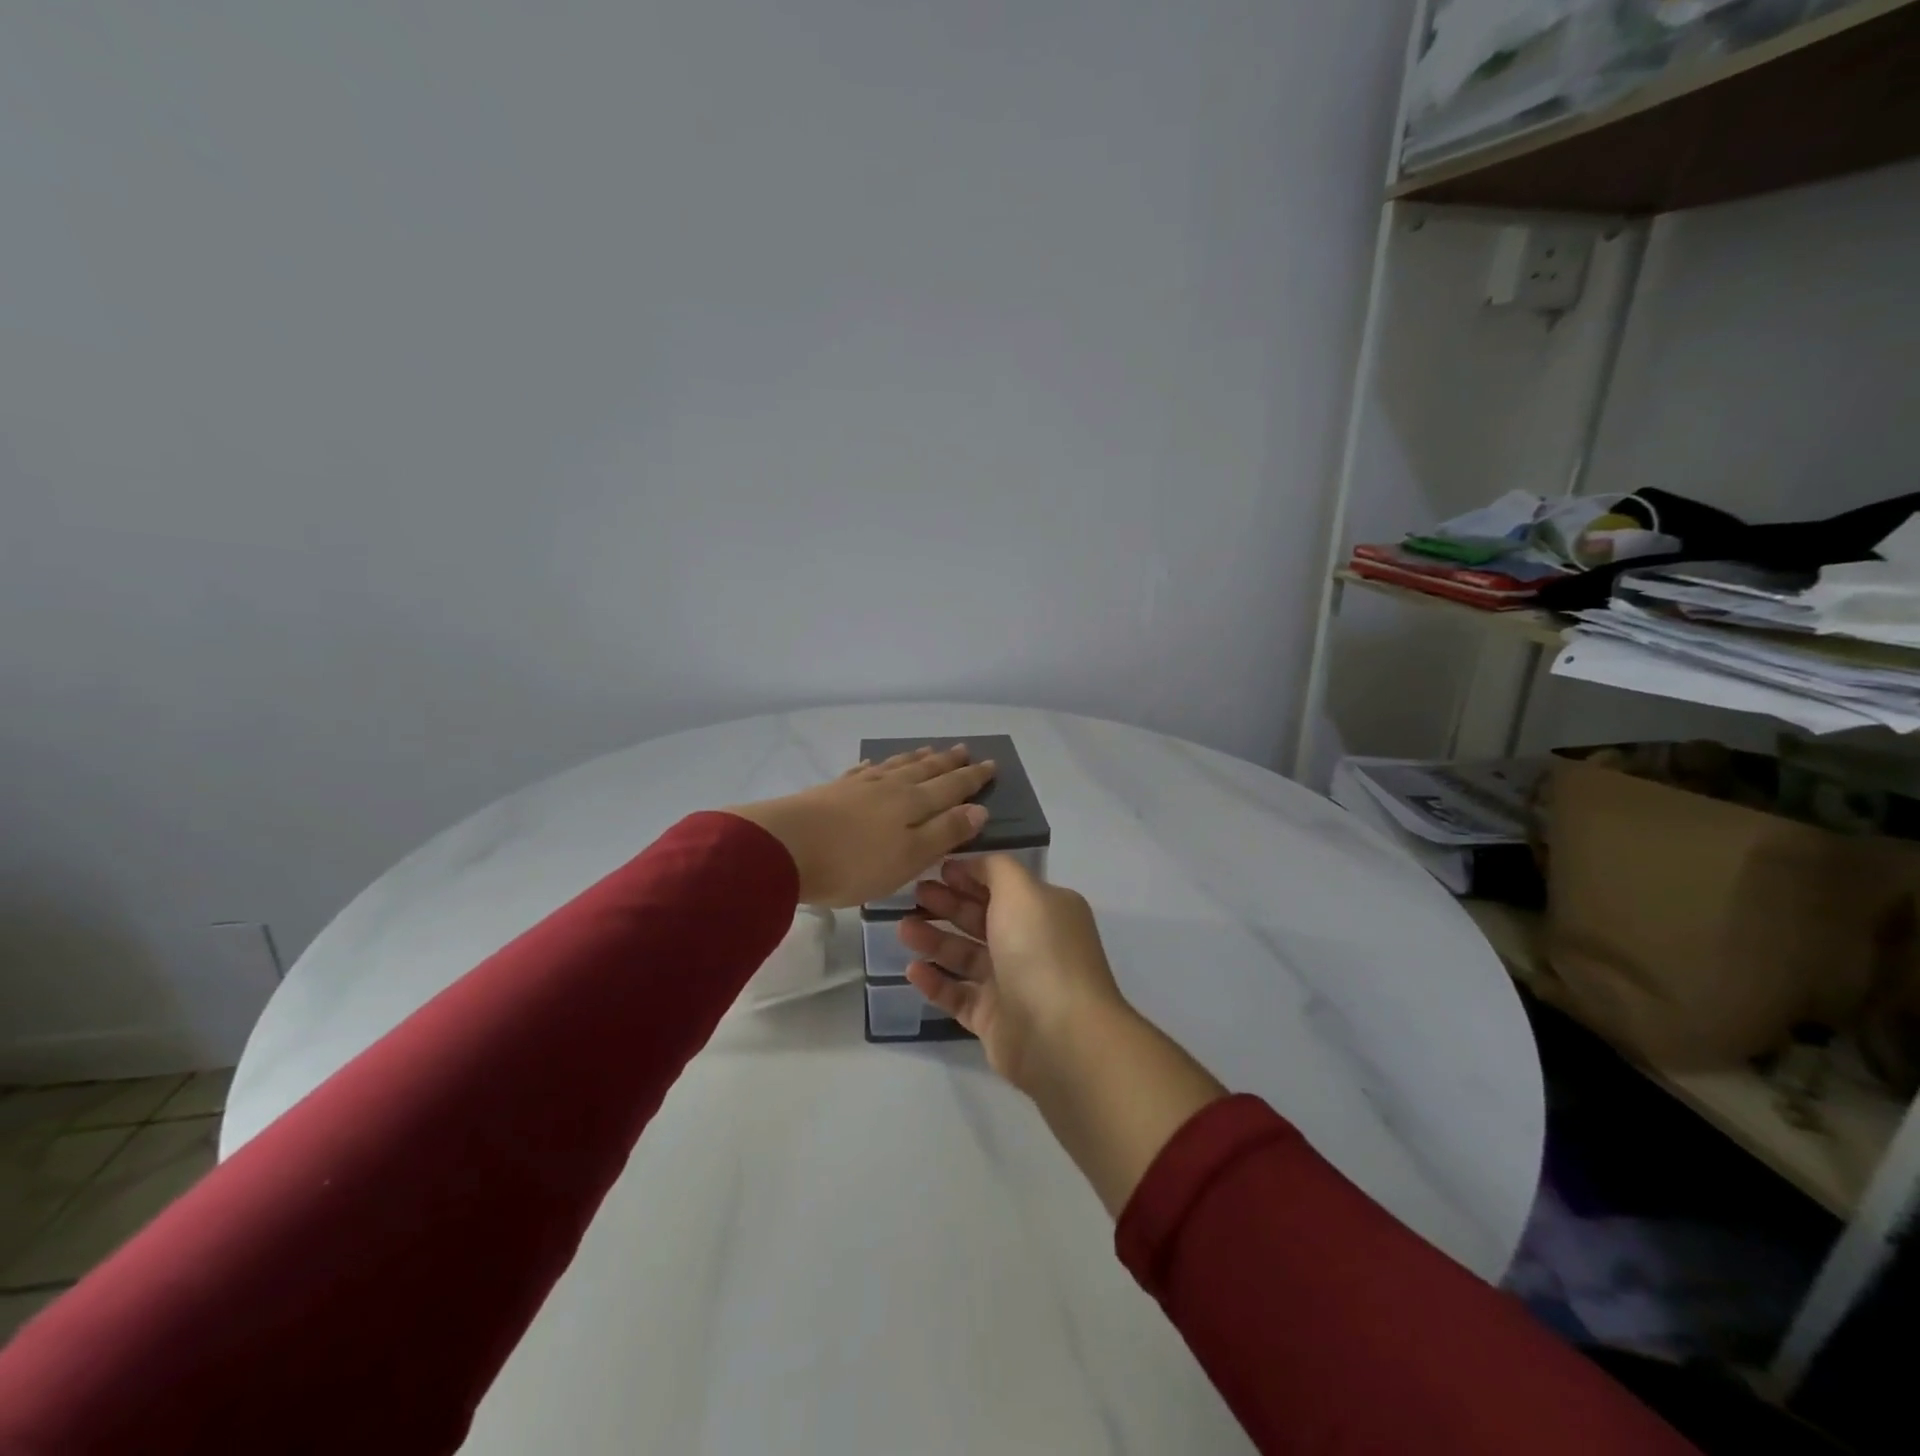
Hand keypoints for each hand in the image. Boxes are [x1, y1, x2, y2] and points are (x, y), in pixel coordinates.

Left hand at [728, 746, 996, 908]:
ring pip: (895, 766)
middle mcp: (889, 787)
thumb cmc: (854, 863)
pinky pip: (863, 771)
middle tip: (965, 748)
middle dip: (948, 762)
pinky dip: (876, 765)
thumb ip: (944, 833)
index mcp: (913, 804)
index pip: (951, 787)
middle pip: (924, 770)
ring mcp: (858, 786)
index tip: (991, 764)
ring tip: (929, 750)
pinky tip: (875, 763)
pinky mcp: (831, 791)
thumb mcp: (909, 857)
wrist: (783, 848)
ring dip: (916, 758)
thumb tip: (980, 809)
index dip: (972, 778)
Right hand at [899, 856, 1127, 1092]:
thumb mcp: (1022, 890)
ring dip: (935, 940)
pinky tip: (911, 970)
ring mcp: (1013, 984)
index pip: (1003, 886)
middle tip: (912, 896)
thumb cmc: (1040, 950)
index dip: (970, 876)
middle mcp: (1032, 944)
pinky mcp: (994, 1020)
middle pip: (982, 919)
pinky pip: (958, 995)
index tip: (936, 869)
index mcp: (1046, 911)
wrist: (1060, 1035)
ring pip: (966, 957)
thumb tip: (974, 865)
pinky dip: (935, 982)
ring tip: (902, 930)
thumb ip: (996, 869)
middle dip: (947, 905)